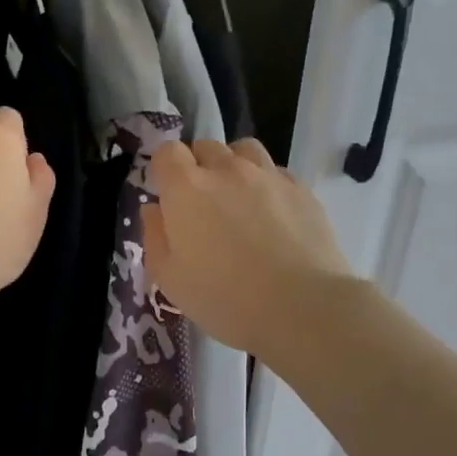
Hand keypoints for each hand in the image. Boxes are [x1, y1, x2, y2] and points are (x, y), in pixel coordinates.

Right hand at [142, 139, 352, 356]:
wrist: (301, 308)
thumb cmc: (224, 298)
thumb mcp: (170, 279)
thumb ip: (155, 237)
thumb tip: (154, 210)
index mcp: (186, 188)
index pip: (167, 152)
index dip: (164, 170)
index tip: (168, 195)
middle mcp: (226, 170)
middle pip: (206, 146)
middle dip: (198, 167)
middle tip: (202, 204)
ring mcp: (268, 175)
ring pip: (244, 150)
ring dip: (234, 166)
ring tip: (238, 197)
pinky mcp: (301, 189)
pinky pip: (276, 172)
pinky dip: (267, 184)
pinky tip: (272, 214)